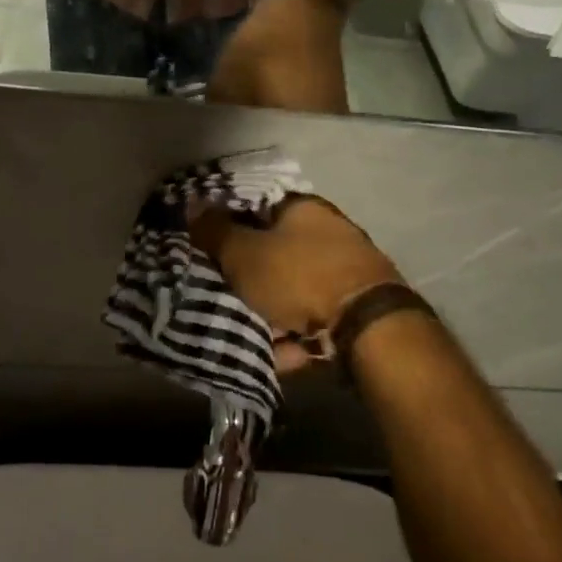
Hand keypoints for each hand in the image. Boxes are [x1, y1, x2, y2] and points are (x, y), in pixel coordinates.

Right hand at [189, 196, 403, 372]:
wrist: (368, 327)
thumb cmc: (299, 277)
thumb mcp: (244, 254)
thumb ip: (216, 232)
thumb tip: (193, 205)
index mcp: (303, 209)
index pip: (257, 207)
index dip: (229, 226)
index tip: (209, 250)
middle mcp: (329, 232)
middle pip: (275, 252)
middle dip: (250, 278)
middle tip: (226, 296)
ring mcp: (347, 270)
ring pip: (294, 290)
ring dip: (273, 314)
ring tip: (251, 336)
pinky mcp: (356, 307)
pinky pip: (315, 318)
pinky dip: (298, 336)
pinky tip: (284, 355)